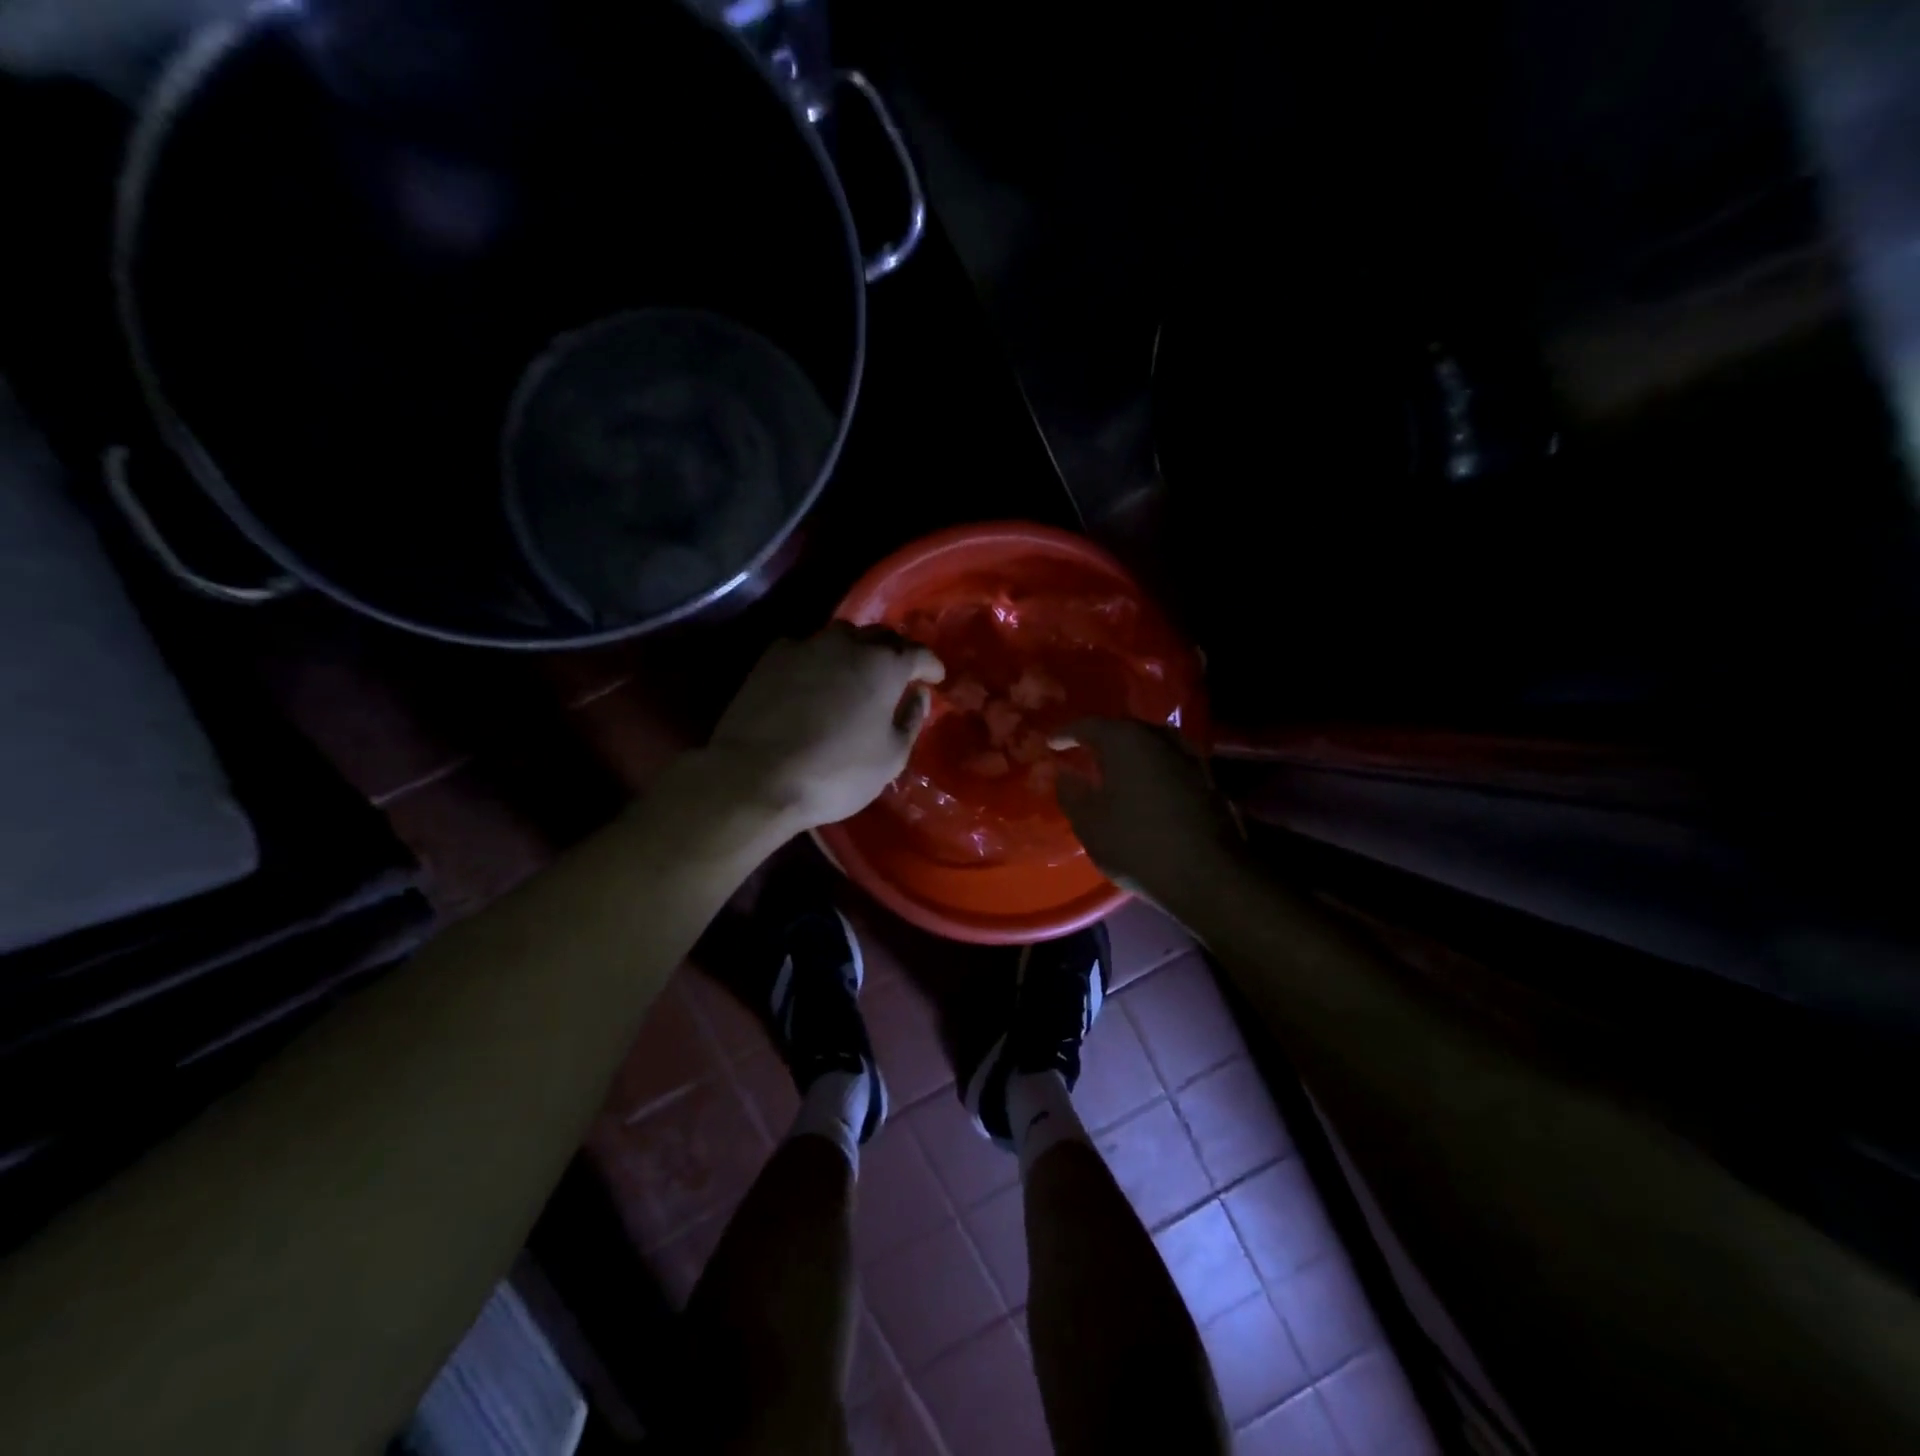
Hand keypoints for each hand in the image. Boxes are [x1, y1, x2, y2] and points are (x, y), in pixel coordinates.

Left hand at [707, 622, 944, 831]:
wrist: (756, 776)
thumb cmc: (836, 773)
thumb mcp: (890, 758)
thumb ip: (911, 720)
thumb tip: (918, 695)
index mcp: (884, 665)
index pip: (918, 652)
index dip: (931, 665)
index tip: (936, 677)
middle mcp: (848, 644)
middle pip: (880, 636)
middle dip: (895, 652)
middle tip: (899, 674)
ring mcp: (806, 646)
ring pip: (841, 637)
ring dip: (856, 650)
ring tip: (857, 673)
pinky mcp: (772, 657)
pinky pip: (806, 649)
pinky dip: (819, 660)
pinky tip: (815, 681)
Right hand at [1055, 719, 1240, 894]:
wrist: (1206, 875)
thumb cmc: (1136, 844)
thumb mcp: (1089, 823)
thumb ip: (1072, 793)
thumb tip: (1065, 774)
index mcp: (1125, 740)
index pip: (1088, 725)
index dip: (1067, 733)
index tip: (1051, 743)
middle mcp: (1159, 738)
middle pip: (1124, 729)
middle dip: (1102, 739)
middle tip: (1082, 751)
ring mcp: (1188, 757)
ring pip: (1151, 744)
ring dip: (1130, 753)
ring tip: (1113, 768)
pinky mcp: (1207, 779)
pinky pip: (1169, 762)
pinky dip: (1152, 768)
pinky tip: (1143, 786)